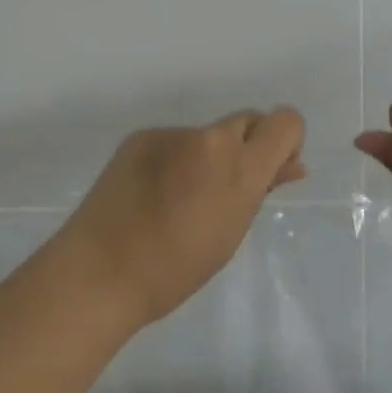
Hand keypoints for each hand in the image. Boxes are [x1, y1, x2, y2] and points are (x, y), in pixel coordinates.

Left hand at [63, 108, 306, 326]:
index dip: (285, 142)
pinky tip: (152, 193)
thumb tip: (290, 166)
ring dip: (206, 157)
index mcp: (239, 167)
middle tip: (224, 190)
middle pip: (247, 122)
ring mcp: (172, 134)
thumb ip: (261, 190)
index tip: (270, 172)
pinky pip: (174, 142)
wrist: (101, 271)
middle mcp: (209, 138)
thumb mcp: (232, 232)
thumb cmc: (176, 269)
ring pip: (207, 135)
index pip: (286, 121)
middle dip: (247, 148)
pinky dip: (174, 160)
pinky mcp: (141, 136)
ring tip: (179, 200)